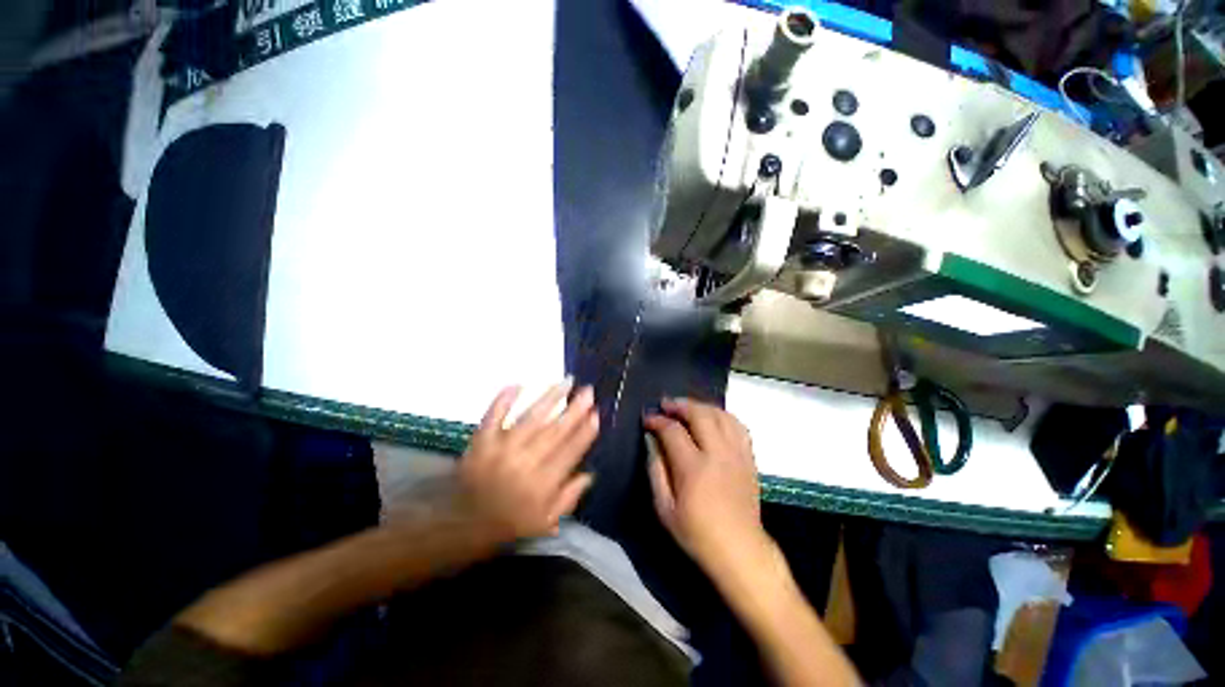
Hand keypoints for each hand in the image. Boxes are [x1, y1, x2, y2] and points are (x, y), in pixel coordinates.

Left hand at [457, 381, 598, 541]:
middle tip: (588, 391)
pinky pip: (493, 415)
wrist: (461, 524)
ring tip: (567, 382)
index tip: (596, 414)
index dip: (585, 432)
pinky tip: (518, 384)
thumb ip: (569, 498)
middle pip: (555, 431)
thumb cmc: (509, 523)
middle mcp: (525, 463)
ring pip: (531, 418)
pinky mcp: (481, 441)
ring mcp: (501, 449)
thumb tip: (589, 473)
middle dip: (574, 410)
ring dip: (551, 398)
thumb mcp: (545, 522)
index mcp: (542, 484)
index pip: (570, 451)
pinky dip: (504, 399)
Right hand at [645, 398, 767, 575]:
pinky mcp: (749, 457)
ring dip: (701, 406)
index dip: (657, 420)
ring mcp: (737, 453)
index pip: (673, 431)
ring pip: (720, 415)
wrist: (740, 549)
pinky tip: (713, 418)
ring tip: (687, 407)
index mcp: (693, 468)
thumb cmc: (697, 533)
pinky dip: (722, 415)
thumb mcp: (665, 508)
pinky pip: (738, 425)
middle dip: (679, 405)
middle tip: (666, 404)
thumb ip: (656, 470)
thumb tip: (651, 441)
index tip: (647, 419)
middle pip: (699, 414)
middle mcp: (717, 454)